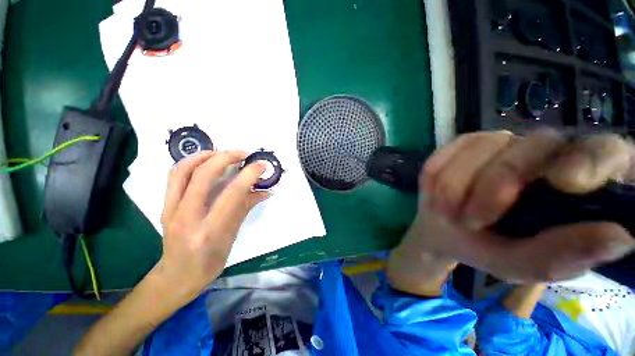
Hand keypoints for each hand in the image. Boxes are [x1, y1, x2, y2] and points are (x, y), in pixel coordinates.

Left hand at [155, 151, 269, 296]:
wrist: (176, 276)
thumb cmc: (209, 262)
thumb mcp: (232, 237)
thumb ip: (246, 209)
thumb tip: (265, 191)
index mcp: (209, 231)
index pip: (231, 194)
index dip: (249, 175)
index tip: (261, 165)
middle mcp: (186, 218)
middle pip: (202, 176)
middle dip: (226, 157)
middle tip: (243, 154)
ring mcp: (170, 211)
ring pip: (182, 171)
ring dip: (204, 155)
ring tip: (223, 153)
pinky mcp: (164, 206)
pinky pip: (174, 177)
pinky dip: (190, 162)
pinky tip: (205, 162)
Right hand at [411, 129, 634, 281]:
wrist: (443, 230)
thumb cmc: (488, 248)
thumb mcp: (522, 264)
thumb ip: (562, 256)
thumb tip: (621, 238)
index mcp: (576, 182)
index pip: (606, 151)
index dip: (593, 160)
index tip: (568, 184)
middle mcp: (545, 150)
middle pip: (534, 146)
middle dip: (496, 186)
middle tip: (470, 221)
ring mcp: (501, 141)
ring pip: (483, 147)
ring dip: (456, 185)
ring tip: (447, 212)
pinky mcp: (465, 142)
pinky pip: (449, 151)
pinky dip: (437, 175)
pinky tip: (435, 193)